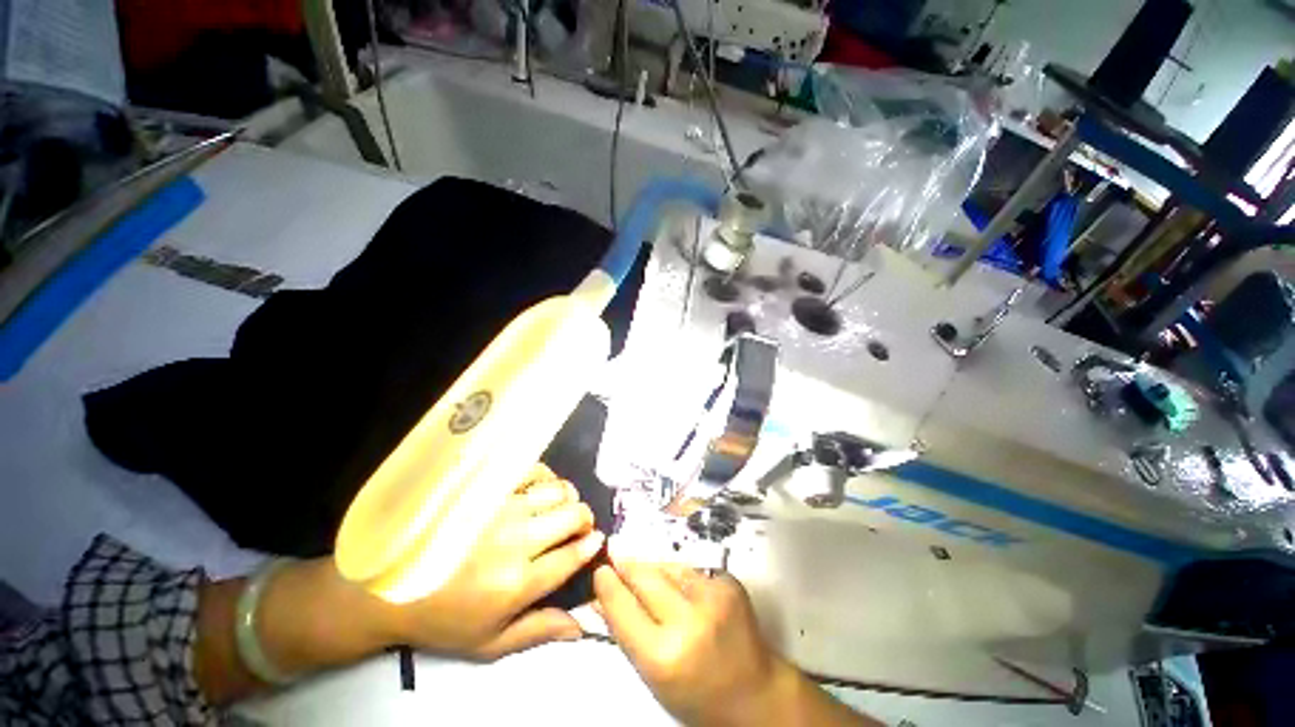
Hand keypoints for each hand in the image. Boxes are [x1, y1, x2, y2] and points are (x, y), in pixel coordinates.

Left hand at [386, 464, 604, 659]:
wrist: (390, 585)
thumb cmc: (443, 618)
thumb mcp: (490, 642)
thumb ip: (539, 630)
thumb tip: (582, 623)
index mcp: (518, 583)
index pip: (572, 556)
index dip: (591, 545)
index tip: (597, 540)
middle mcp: (516, 541)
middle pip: (572, 517)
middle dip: (584, 520)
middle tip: (578, 526)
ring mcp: (501, 510)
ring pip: (557, 492)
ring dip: (568, 499)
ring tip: (560, 507)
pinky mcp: (488, 490)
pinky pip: (532, 471)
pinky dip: (546, 477)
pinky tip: (541, 488)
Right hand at [593, 550, 795, 726]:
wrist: (754, 694)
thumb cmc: (695, 693)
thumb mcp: (652, 674)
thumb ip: (625, 632)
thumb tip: (600, 596)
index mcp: (663, 655)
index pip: (623, 607)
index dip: (608, 585)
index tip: (599, 569)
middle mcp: (689, 621)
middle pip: (646, 576)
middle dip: (627, 564)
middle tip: (613, 552)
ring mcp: (713, 598)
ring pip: (669, 568)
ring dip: (654, 569)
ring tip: (648, 576)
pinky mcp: (729, 583)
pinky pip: (692, 570)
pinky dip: (680, 576)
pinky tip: (681, 589)